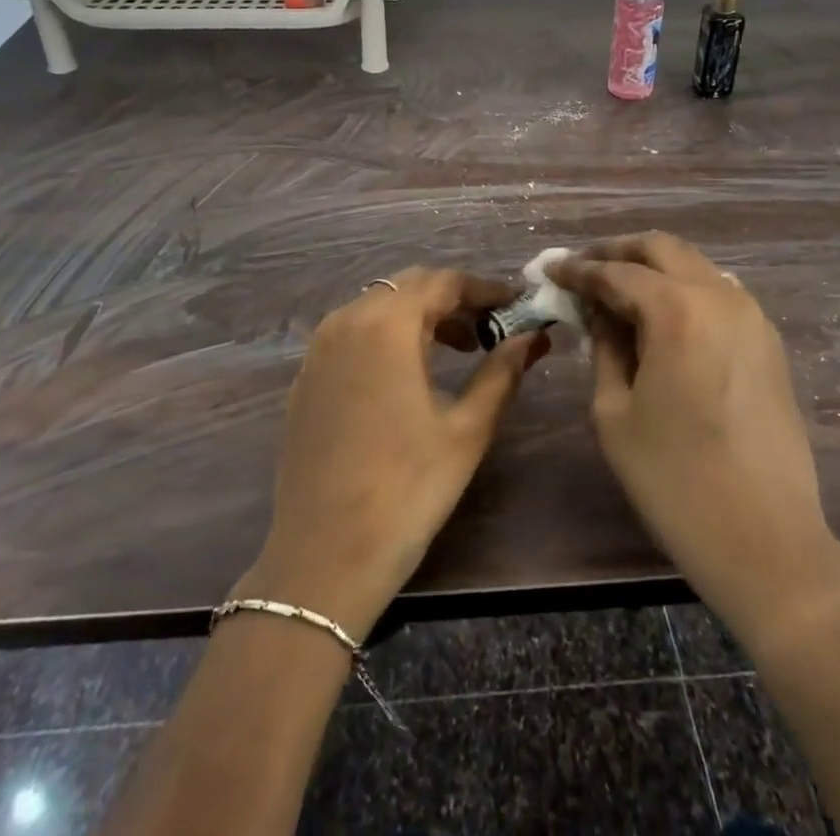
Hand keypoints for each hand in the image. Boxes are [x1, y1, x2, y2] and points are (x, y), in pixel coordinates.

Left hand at [233, 268, 544, 641]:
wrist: (324, 558)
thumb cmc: (407, 491)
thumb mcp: (467, 430)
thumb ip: (503, 372)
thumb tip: (534, 336)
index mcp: (386, 325)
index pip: (443, 282)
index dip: (484, 288)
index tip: (516, 304)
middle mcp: (346, 321)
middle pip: (408, 286)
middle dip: (453, 299)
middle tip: (490, 328)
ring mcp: (318, 349)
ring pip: (378, 306)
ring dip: (419, 316)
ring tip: (456, 349)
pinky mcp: (305, 377)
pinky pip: (352, 332)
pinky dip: (386, 335)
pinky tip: (406, 373)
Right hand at [549, 234, 839, 655]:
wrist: (768, 541)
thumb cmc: (675, 481)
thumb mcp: (615, 412)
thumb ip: (604, 347)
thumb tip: (598, 312)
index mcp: (677, 310)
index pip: (615, 272)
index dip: (577, 269)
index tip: (549, 268)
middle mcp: (719, 297)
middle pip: (661, 248)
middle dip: (617, 252)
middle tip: (583, 268)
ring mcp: (751, 316)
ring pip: (693, 265)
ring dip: (653, 267)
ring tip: (618, 291)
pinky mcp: (768, 340)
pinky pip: (718, 292)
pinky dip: (683, 289)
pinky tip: (661, 315)